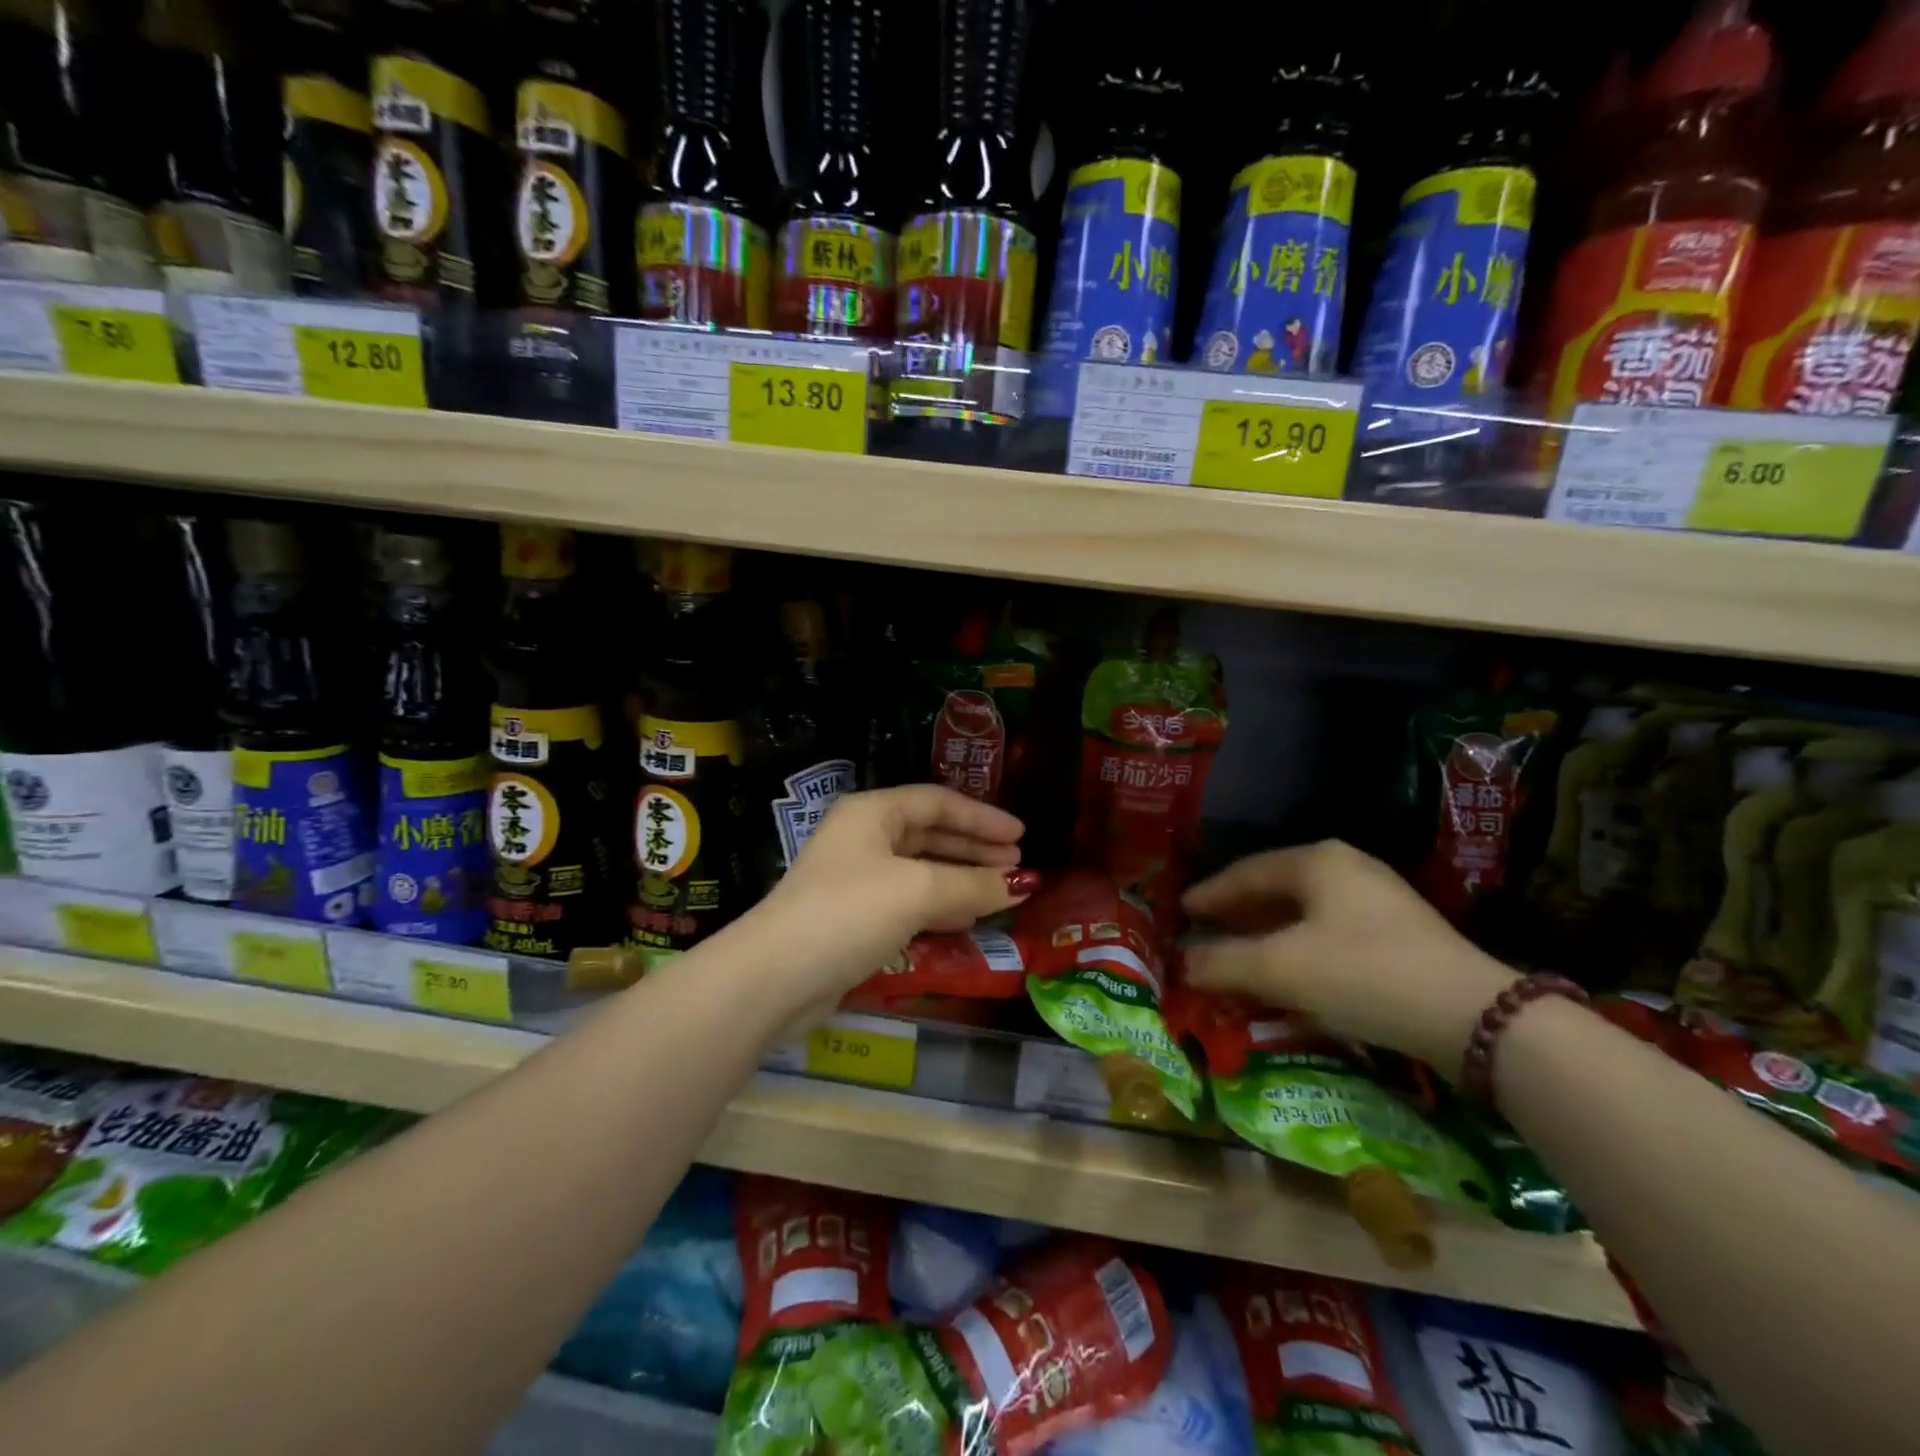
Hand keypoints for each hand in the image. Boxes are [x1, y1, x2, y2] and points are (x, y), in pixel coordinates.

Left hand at [757, 785, 1033, 1007]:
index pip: (937, 802)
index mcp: (872, 813)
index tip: (1021, 836)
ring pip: (920, 869)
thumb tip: (1022, 885)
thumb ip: (972, 885)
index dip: (981, 817)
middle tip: (1016, 866)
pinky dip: (939, 906)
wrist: (777, 977)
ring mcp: (856, 879)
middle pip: (929, 834)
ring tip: (1001, 891)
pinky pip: (908, 901)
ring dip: (960, 878)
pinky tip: (965, 920)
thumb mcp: (918, 891)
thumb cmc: (849, 912)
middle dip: (974, 849)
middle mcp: (862, 838)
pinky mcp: (853, 917)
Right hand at [1181, 841, 1515, 1072]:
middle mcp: (1347, 870)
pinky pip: (1329, 935)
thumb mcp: (1281, 968)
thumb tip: (1181, 963)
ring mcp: (1378, 902)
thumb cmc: (1362, 973)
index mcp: (1316, 861)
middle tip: (1205, 934)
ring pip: (1303, 914)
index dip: (1209, 894)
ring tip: (1238, 958)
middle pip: (1275, 890)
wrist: (1473, 1018)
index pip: (1245, 872)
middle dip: (1237, 916)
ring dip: (1267, 937)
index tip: (1180, 912)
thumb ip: (1223, 962)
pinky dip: (1298, 951)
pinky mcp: (1399, 936)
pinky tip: (1287, 977)